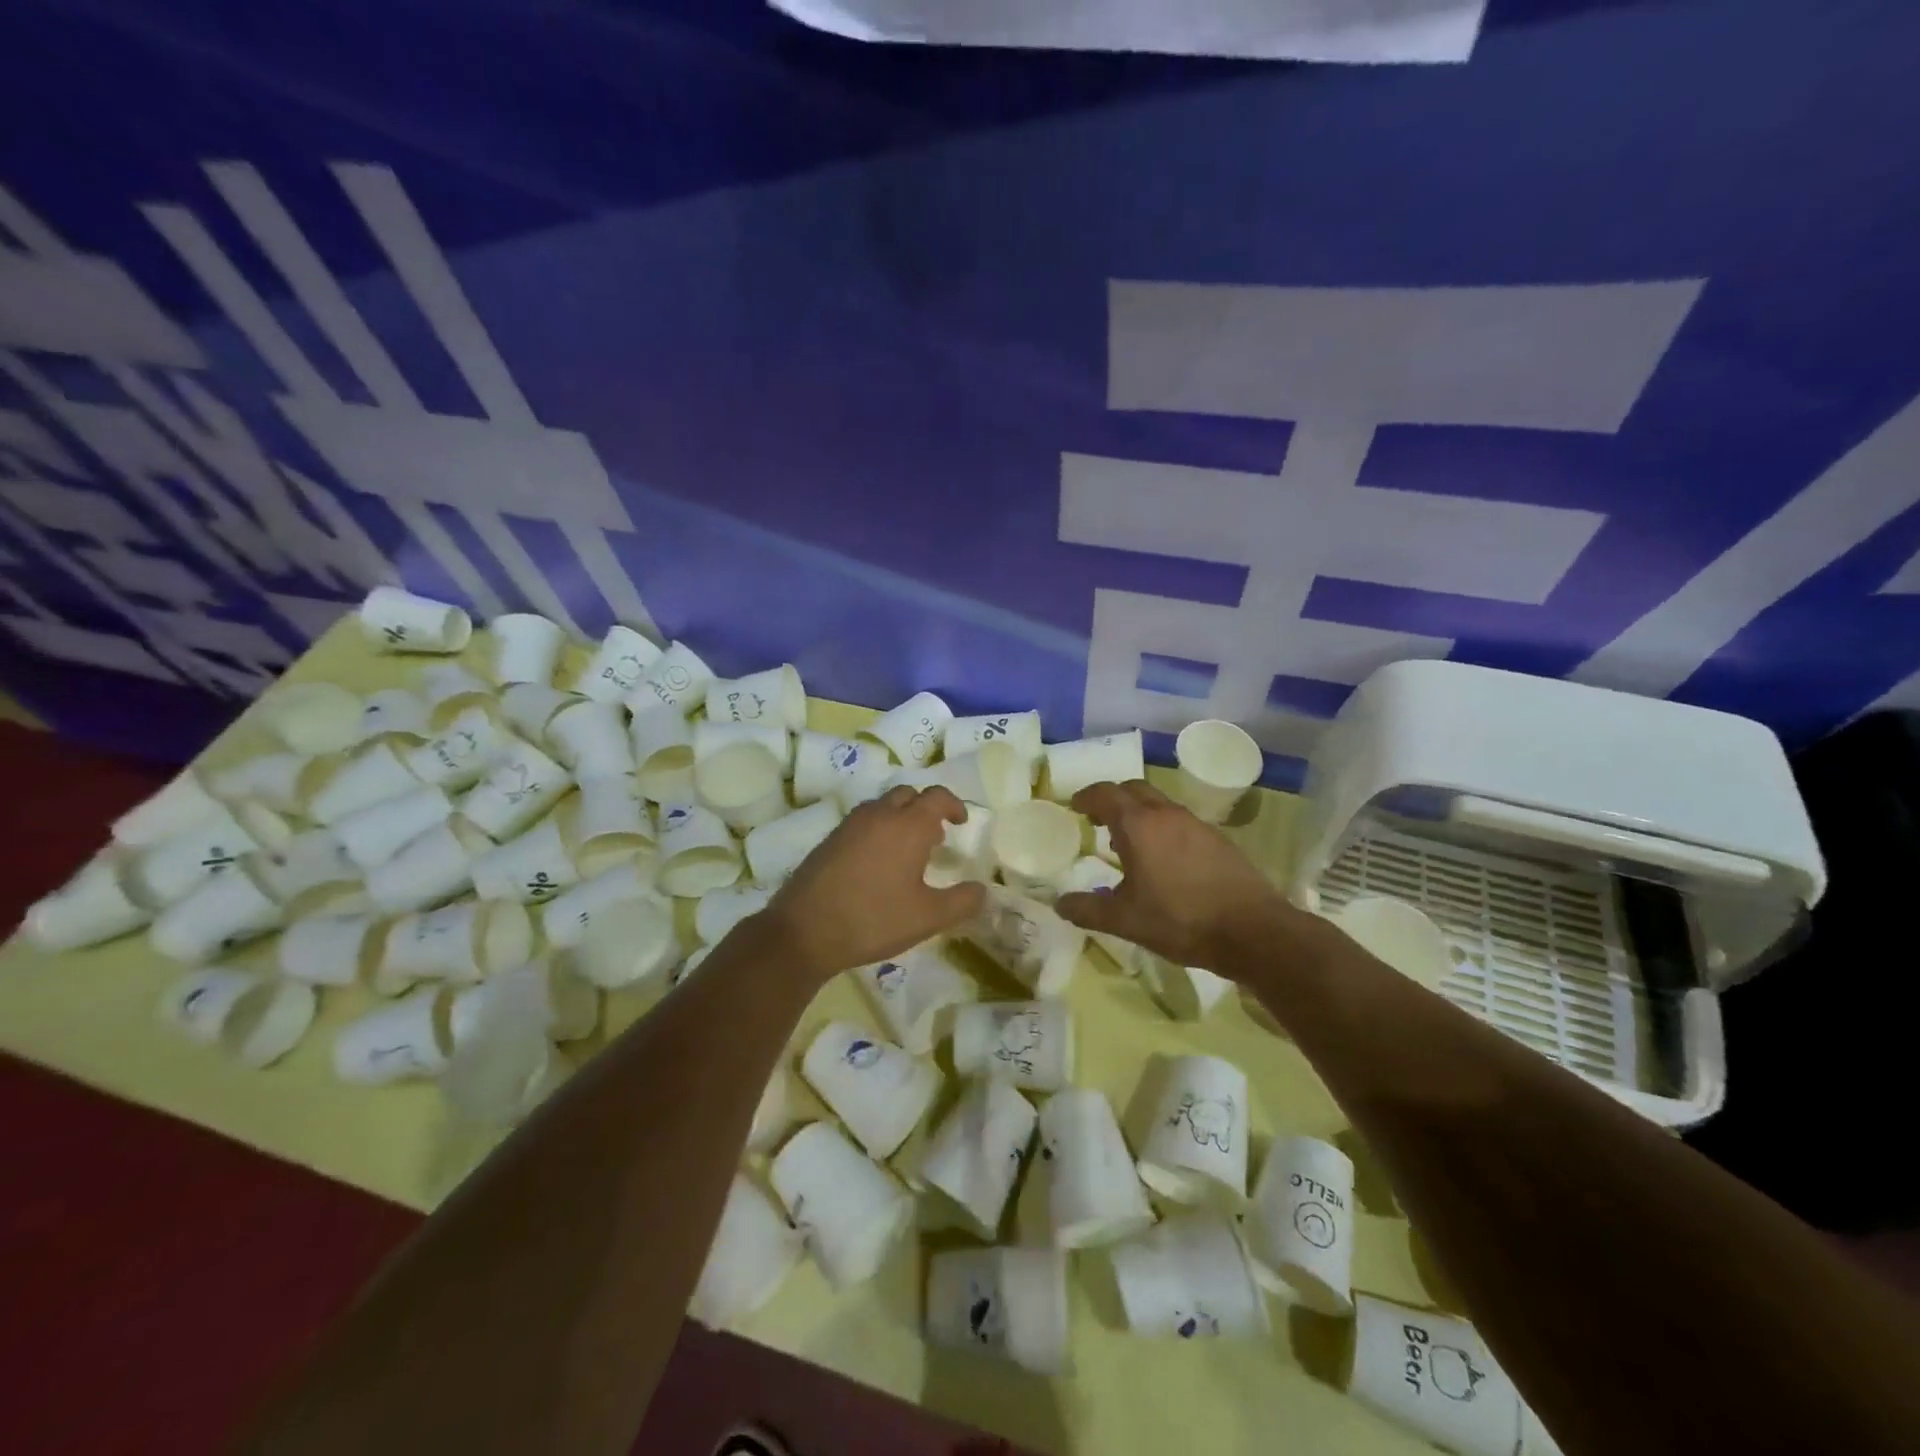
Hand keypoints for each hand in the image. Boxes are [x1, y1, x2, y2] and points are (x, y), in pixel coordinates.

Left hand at [766, 785, 986, 979]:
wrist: (804, 930)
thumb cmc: (874, 919)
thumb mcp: (928, 917)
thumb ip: (962, 901)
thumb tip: (982, 890)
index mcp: (908, 826)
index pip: (937, 796)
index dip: (953, 805)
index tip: (961, 822)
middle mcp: (879, 815)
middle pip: (908, 795)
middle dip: (925, 808)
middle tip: (935, 836)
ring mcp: (850, 825)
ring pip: (882, 806)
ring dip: (900, 817)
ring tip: (907, 850)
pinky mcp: (830, 839)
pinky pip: (862, 821)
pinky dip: (878, 829)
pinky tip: (877, 863)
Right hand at [1053, 780, 1295, 972]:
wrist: (1252, 931)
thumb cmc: (1180, 920)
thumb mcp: (1125, 920)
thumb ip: (1087, 909)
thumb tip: (1059, 903)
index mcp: (1139, 825)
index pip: (1105, 794)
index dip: (1086, 797)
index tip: (1074, 807)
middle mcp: (1167, 814)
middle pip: (1134, 789)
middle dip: (1113, 798)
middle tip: (1098, 820)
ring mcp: (1196, 824)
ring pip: (1160, 804)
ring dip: (1139, 814)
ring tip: (1128, 843)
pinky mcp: (1218, 839)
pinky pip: (1180, 822)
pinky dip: (1162, 828)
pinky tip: (1164, 860)